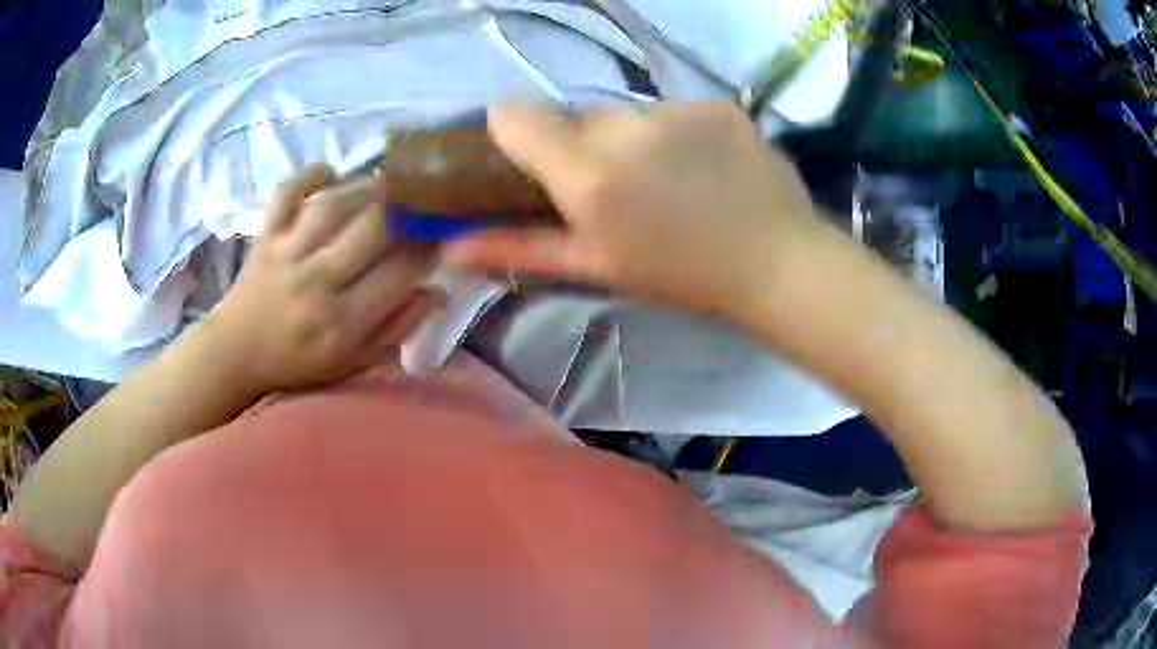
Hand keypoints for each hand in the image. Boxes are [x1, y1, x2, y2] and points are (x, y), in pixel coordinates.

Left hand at [208, 164, 440, 395]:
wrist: (236, 352)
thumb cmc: (298, 362)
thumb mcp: (353, 362)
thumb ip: (395, 329)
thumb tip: (436, 291)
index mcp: (340, 322)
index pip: (399, 272)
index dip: (428, 249)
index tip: (441, 238)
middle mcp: (315, 282)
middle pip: (371, 229)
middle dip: (406, 209)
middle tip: (421, 202)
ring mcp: (286, 253)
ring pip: (333, 204)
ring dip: (367, 187)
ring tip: (388, 184)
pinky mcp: (266, 233)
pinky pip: (288, 192)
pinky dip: (311, 174)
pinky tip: (333, 174)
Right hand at [441, 103, 825, 318]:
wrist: (776, 264)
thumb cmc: (679, 277)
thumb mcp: (594, 268)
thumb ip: (517, 249)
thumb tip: (448, 249)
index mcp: (587, 172)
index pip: (514, 114)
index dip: (511, 130)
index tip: (528, 157)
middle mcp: (626, 127)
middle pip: (577, 116)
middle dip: (583, 145)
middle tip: (616, 187)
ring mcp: (679, 110)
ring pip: (629, 113)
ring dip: (633, 139)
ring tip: (668, 180)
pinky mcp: (719, 105)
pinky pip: (677, 111)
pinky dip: (678, 133)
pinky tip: (705, 167)